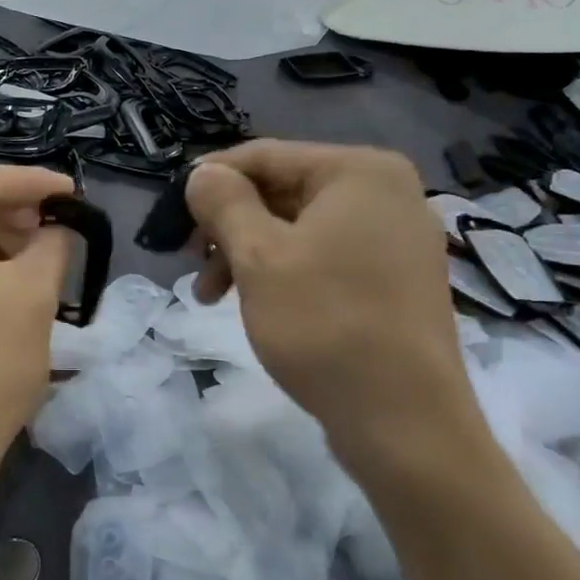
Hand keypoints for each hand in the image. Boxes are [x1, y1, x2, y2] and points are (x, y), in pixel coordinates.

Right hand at [183, 141, 480, 469]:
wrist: (406, 424)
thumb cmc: (326, 325)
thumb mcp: (259, 257)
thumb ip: (224, 202)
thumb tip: (202, 173)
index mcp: (360, 171)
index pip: (267, 155)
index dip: (212, 179)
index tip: (173, 213)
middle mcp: (388, 193)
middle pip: (285, 191)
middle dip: (231, 226)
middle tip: (192, 263)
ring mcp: (398, 238)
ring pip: (302, 228)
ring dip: (250, 253)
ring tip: (212, 295)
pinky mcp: (397, 279)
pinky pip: (327, 256)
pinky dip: (286, 271)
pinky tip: (257, 303)